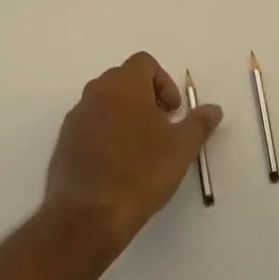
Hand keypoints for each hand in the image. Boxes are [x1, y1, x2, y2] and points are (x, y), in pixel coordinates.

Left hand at [46, 52, 222, 246]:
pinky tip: (117, 166)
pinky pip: (90, 125)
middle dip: (145, 98)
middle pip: (124, 80)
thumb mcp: (182, 148)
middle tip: (160, 130)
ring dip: (124, 116)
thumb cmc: (140, 173)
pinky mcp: (64, 141)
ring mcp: (77, 116)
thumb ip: (199, 123)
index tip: (172, 113)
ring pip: (106, 102)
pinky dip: (105, 134)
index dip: (164, 83)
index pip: (144, 63)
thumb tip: (214, 109)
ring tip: (139, 150)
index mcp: (124, 84)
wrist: (88, 216)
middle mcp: (96, 91)